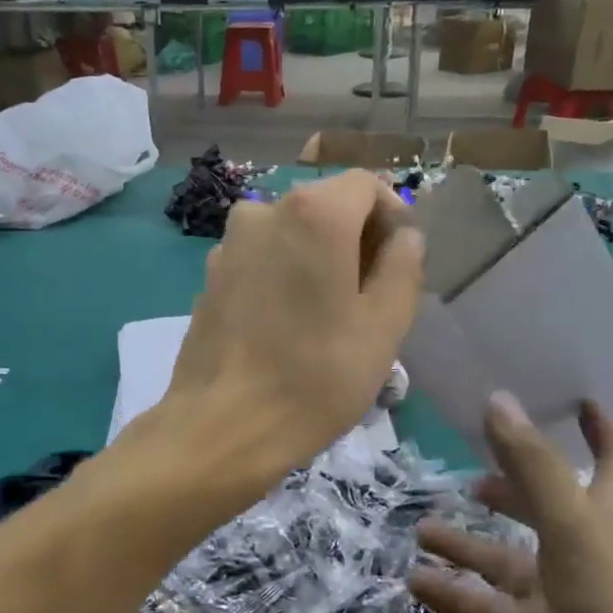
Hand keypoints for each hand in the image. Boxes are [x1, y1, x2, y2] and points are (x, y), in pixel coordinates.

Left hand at [158, 171, 424, 482]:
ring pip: (290, 234)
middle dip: (355, 239)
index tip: (400, 260)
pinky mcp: (209, 277)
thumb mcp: (384, 326)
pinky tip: (286, 325)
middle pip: (324, 206)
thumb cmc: (315, 377)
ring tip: (329, 315)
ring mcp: (228, 244)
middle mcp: (263, 211)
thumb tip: (404, 238)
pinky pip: (259, 259)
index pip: (366, 185)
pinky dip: (282, 274)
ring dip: (317, 259)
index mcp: (313, 214)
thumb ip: (403, 267)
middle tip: (372, 295)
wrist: (222, 427)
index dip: (392, 215)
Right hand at [408, 393, 612, 612]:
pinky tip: (414, 581)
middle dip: (510, 488)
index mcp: (606, 517)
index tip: (577, 399)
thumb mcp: (571, 524)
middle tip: (470, 472)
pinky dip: (452, 594)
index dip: (601, 428)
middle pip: (544, 508)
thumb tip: (497, 400)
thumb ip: (532, 465)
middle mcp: (583, 551)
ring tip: (422, 528)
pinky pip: (485, 607)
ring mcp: (558, 598)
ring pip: (503, 561)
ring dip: (465, 544)